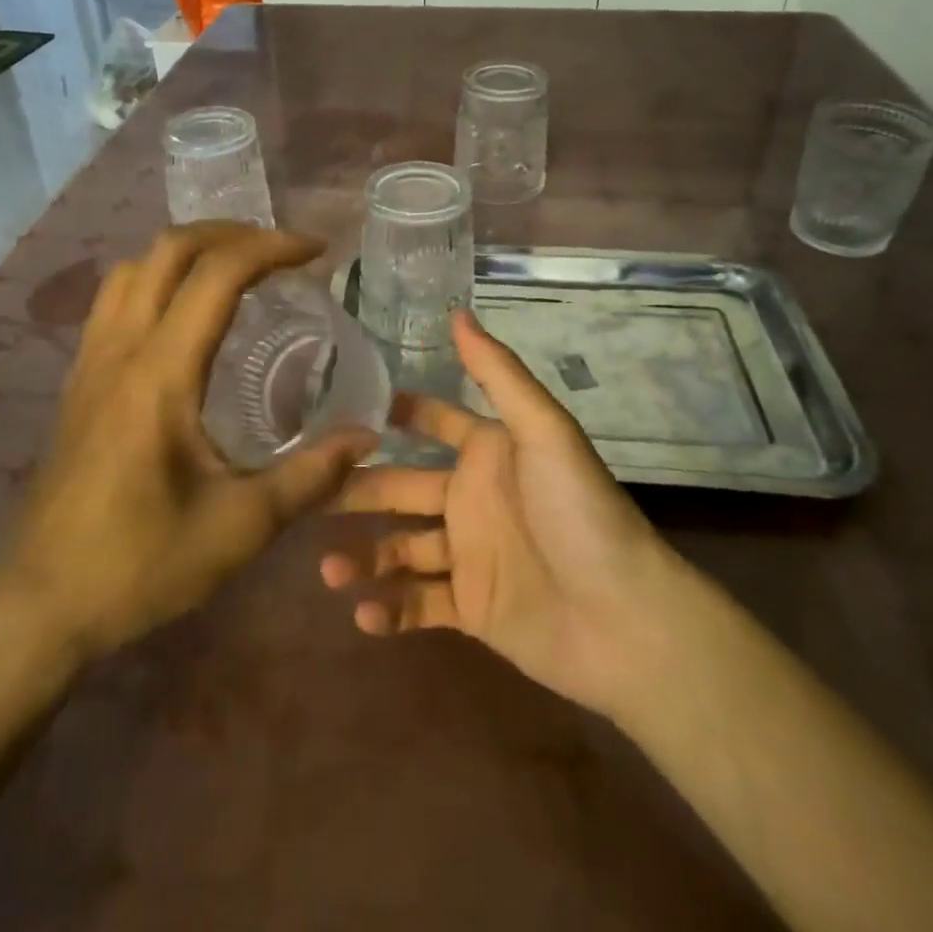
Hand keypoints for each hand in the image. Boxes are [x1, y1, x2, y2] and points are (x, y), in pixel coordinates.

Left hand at [0, 223, 376, 675]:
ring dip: (189, 251)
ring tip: (237, 269)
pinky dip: (157, 278)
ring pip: (133, 267)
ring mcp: (90, 362)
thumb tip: (367, 438)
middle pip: (168, 249)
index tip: (317, 253)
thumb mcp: (240, 527)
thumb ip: (310, 477)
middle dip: (232, 233)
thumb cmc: (140, 564)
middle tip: (281, 251)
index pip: (217, 274)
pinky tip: (186, 315)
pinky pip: (115, 299)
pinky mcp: (78, 382)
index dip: (272, 248)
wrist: (38, 606)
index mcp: (160, 374)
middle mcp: (120, 350)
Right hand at [322, 311, 687, 717]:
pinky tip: (363, 614)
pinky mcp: (473, 609)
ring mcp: (471, 555)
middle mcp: (474, 498)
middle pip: (403, 488)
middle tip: (309, 497)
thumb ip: (497, 374)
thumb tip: (457, 312)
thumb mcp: (542, 431)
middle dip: (360, 491)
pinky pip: (421, 605)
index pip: (434, 424)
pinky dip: (391, 610)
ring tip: (329, 569)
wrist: (622, 618)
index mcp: (489, 453)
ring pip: (403, 549)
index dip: (396, 416)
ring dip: (365, 558)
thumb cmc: (578, 512)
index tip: (340, 414)